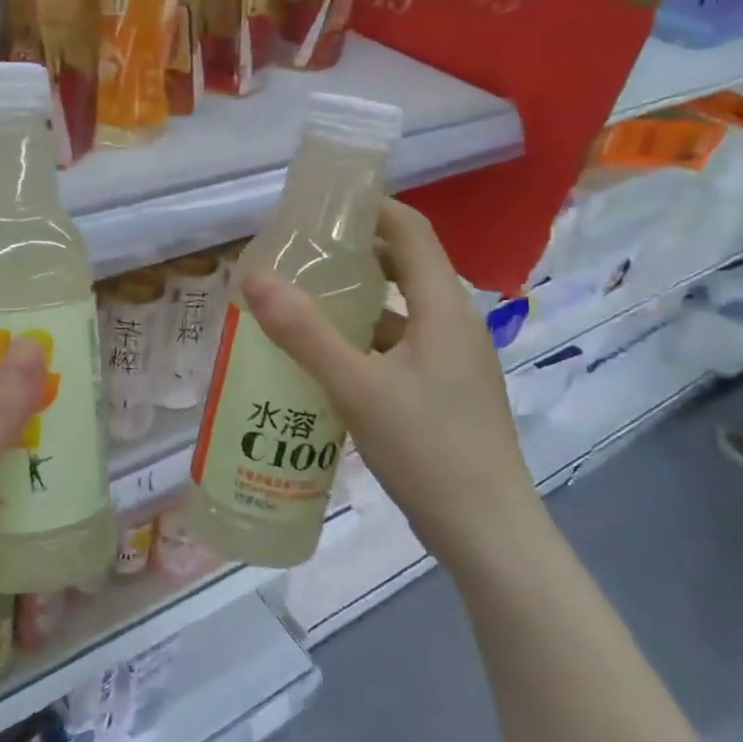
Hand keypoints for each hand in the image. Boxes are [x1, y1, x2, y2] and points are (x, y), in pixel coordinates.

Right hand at [240, 200, 538, 568]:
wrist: (489, 533)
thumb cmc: (428, 450)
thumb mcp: (357, 389)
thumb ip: (305, 333)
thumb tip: (253, 277)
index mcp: (444, 308)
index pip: (411, 231)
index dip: (370, 208)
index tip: (320, 207)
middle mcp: (455, 324)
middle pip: (405, 267)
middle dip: (355, 254)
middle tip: (300, 255)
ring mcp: (453, 360)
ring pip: (400, 311)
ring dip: (356, 302)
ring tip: (302, 304)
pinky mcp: (445, 391)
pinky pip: (400, 347)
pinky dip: (364, 341)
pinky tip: (327, 362)